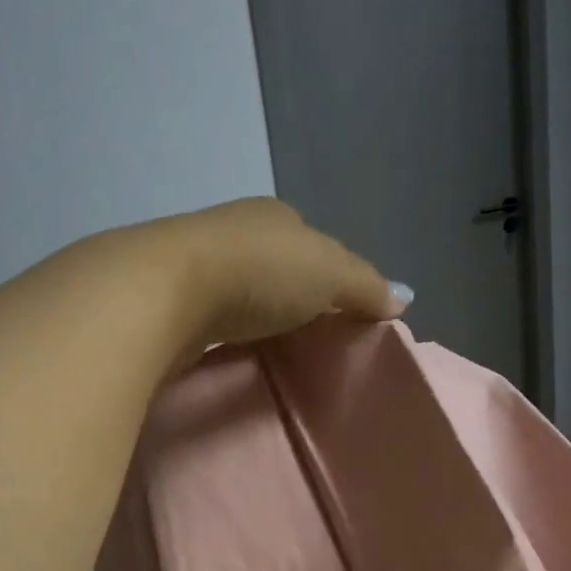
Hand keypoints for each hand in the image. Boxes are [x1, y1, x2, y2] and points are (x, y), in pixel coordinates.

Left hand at [133, 197, 410, 350]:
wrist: (164, 292)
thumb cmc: (258, 272)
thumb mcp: (329, 273)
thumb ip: (365, 286)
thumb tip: (405, 297)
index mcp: (274, 216)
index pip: (311, 242)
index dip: (328, 274)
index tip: (337, 311)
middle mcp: (233, 232)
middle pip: (274, 267)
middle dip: (289, 297)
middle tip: (308, 340)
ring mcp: (195, 266)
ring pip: (239, 293)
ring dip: (254, 317)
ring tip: (272, 352)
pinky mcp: (168, 303)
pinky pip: (211, 320)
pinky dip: (224, 334)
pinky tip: (230, 355)